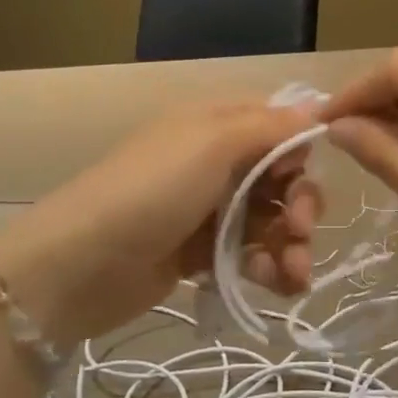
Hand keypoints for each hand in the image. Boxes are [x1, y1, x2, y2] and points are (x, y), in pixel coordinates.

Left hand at [0, 100, 323, 344]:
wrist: (80, 265)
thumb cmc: (151, 191)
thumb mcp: (211, 143)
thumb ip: (268, 127)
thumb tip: (317, 112)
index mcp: (214, 124)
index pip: (276, 125)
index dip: (299, 149)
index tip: (302, 173)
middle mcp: (214, 162)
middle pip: (279, 177)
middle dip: (300, 203)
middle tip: (299, 229)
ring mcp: (207, 210)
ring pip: (269, 220)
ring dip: (291, 245)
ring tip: (293, 274)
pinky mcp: (201, 254)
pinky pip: (250, 255)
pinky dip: (269, 268)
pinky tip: (277, 285)